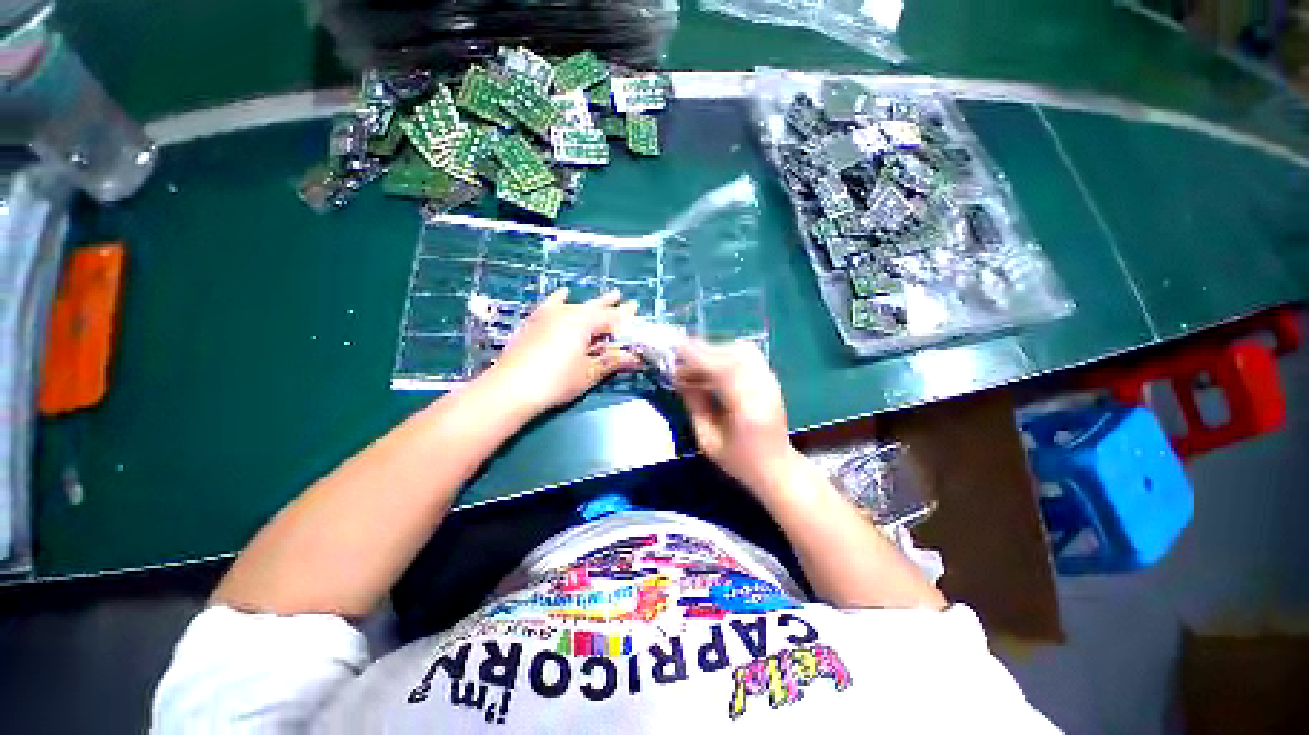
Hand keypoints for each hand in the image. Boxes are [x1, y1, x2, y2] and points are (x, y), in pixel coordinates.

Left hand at [483, 289, 641, 412]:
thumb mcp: (589, 373)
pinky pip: (551, 304)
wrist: (511, 387)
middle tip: (622, 297)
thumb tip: (636, 359)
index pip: (611, 317)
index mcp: (583, 323)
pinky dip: (559, 299)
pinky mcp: (534, 322)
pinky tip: (564, 292)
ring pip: (576, 305)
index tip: (635, 307)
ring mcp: (548, 316)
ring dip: (591, 303)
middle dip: (610, 304)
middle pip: (594, 307)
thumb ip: (612, 362)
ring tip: (604, 297)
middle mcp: (567, 313)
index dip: (625, 315)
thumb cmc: (556, 381)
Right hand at [674, 338, 799, 495]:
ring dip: (716, 351)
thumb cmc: (739, 461)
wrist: (777, 468)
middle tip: (680, 359)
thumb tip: (680, 378)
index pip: (724, 371)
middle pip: (734, 355)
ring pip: (743, 350)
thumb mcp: (707, 441)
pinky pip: (749, 355)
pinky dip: (727, 353)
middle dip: (704, 351)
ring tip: (695, 363)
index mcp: (749, 411)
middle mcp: (764, 390)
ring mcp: (771, 382)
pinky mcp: (771, 379)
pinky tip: (713, 365)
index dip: (699, 357)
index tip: (676, 349)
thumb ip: (695, 406)